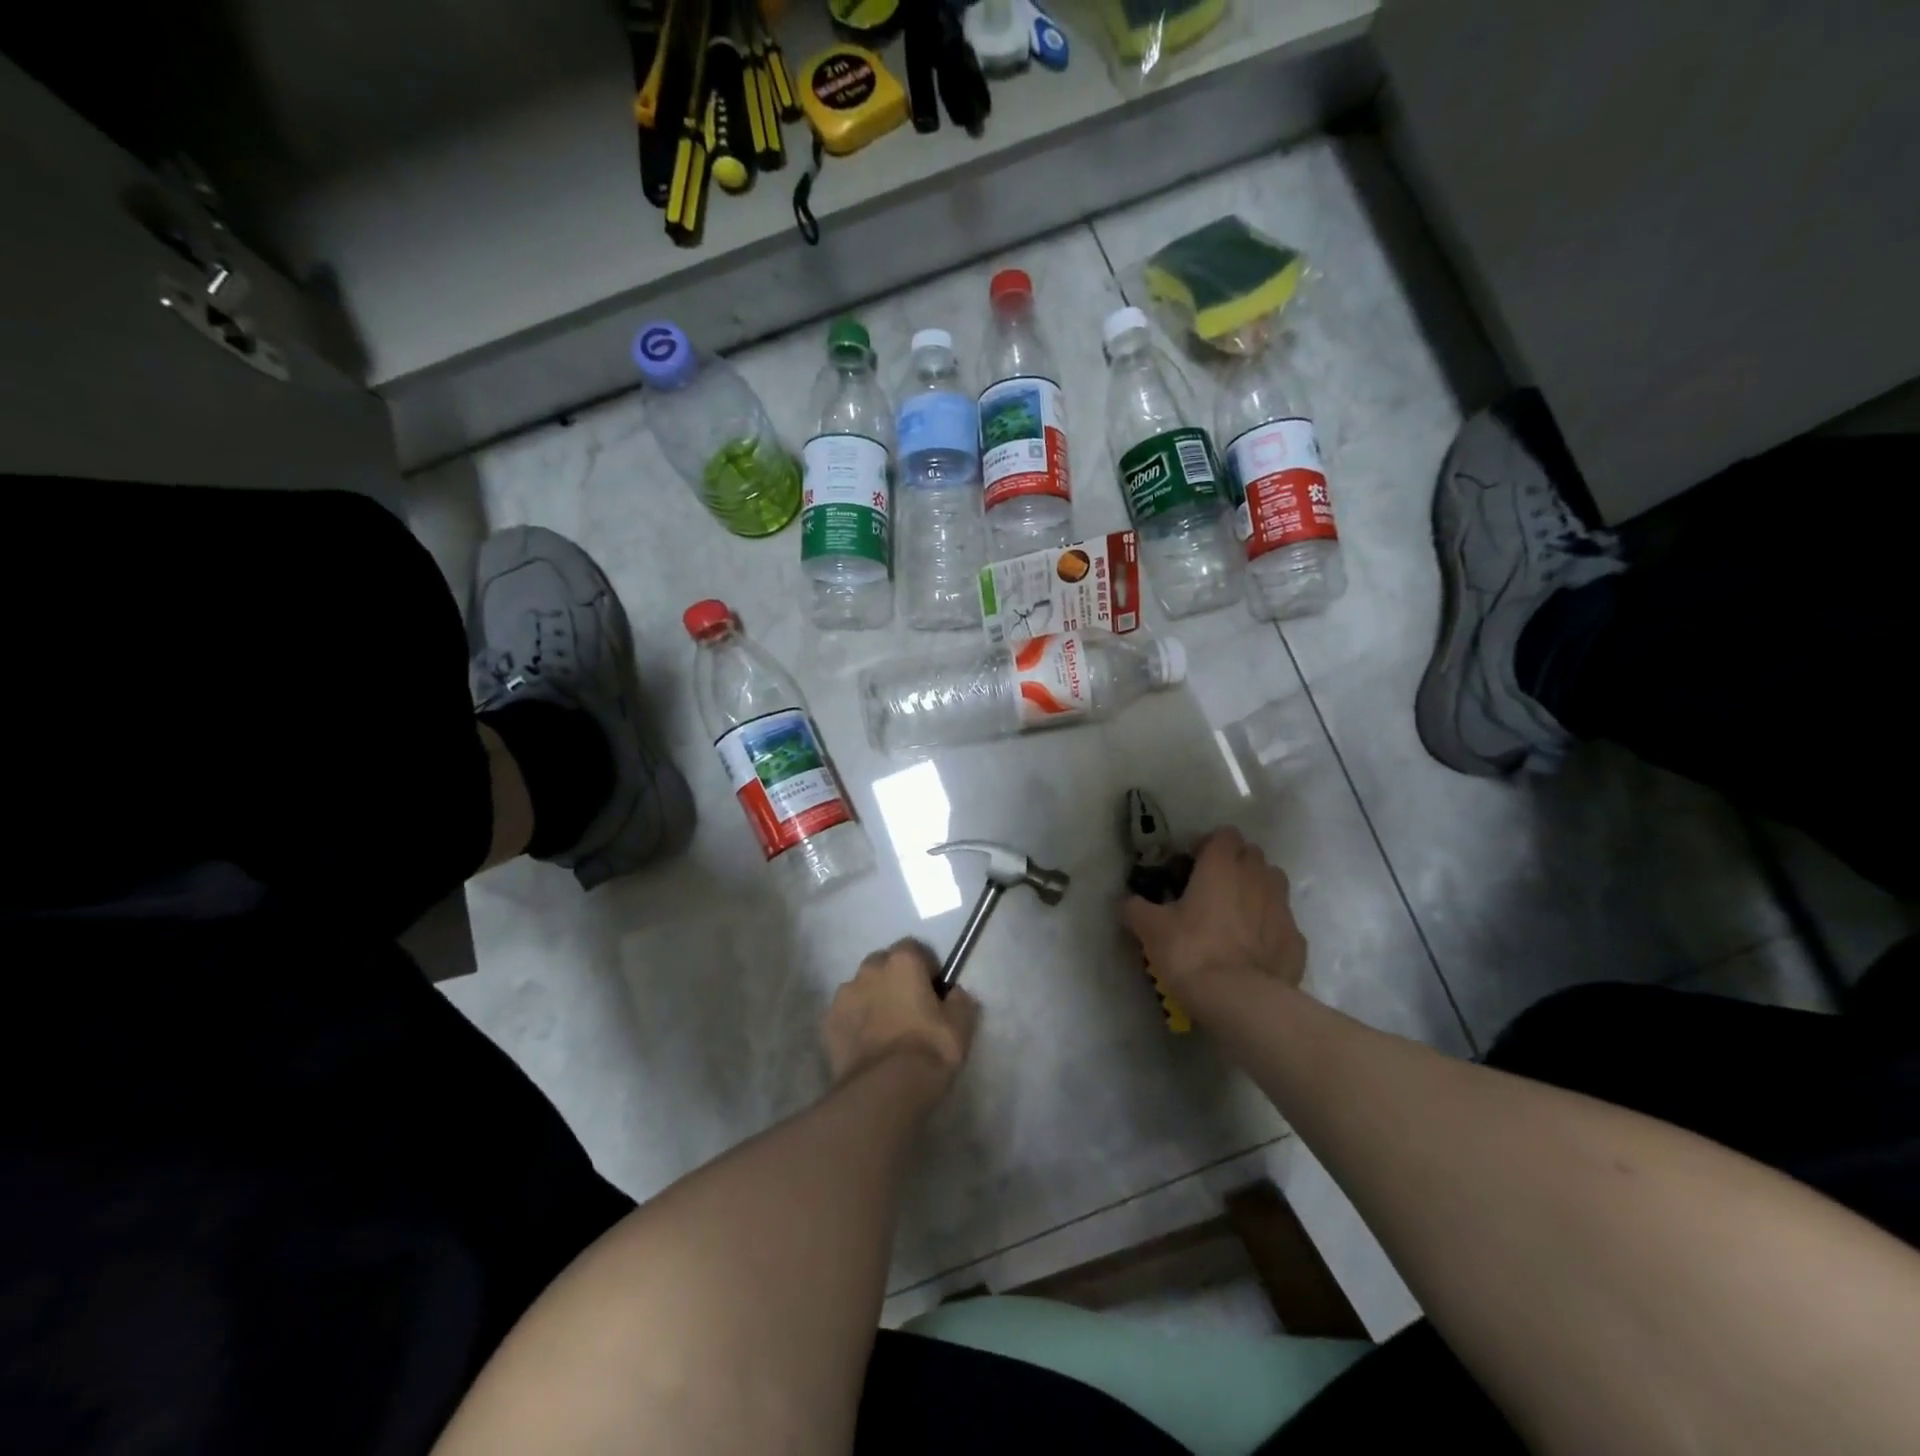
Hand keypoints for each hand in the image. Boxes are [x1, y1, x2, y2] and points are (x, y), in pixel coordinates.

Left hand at [824, 939, 978, 1090]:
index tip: (934, 993)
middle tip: (910, 1009)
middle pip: (885, 964)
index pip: (915, 949)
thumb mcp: (961, 1025)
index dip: (926, 969)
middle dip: (896, 979)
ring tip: (886, 1030)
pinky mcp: (828, 1021)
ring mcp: (844, 994)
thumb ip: (960, 1000)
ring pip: (862, 988)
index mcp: (902, 961)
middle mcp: (869, 969)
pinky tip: (868, 1045)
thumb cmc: (929, 1049)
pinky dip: (856, 1021)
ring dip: (873, 999)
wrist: (884, 1089)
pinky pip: (847, 1013)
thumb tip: (954, 994)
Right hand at [1123, 828, 1306, 1008]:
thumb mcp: (1150, 929)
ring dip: (1256, 890)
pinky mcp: (1297, 939)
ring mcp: (1282, 908)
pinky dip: (1269, 928)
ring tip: (1235, 916)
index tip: (1193, 866)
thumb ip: (1136, 908)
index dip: (1209, 846)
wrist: (1240, 1000)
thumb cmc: (1191, 951)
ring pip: (1273, 883)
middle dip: (1235, 865)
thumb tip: (1128, 901)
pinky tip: (1252, 950)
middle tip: (1211, 890)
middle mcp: (1257, 877)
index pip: (1224, 834)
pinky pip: (1282, 922)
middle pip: (1251, 855)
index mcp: (1221, 865)